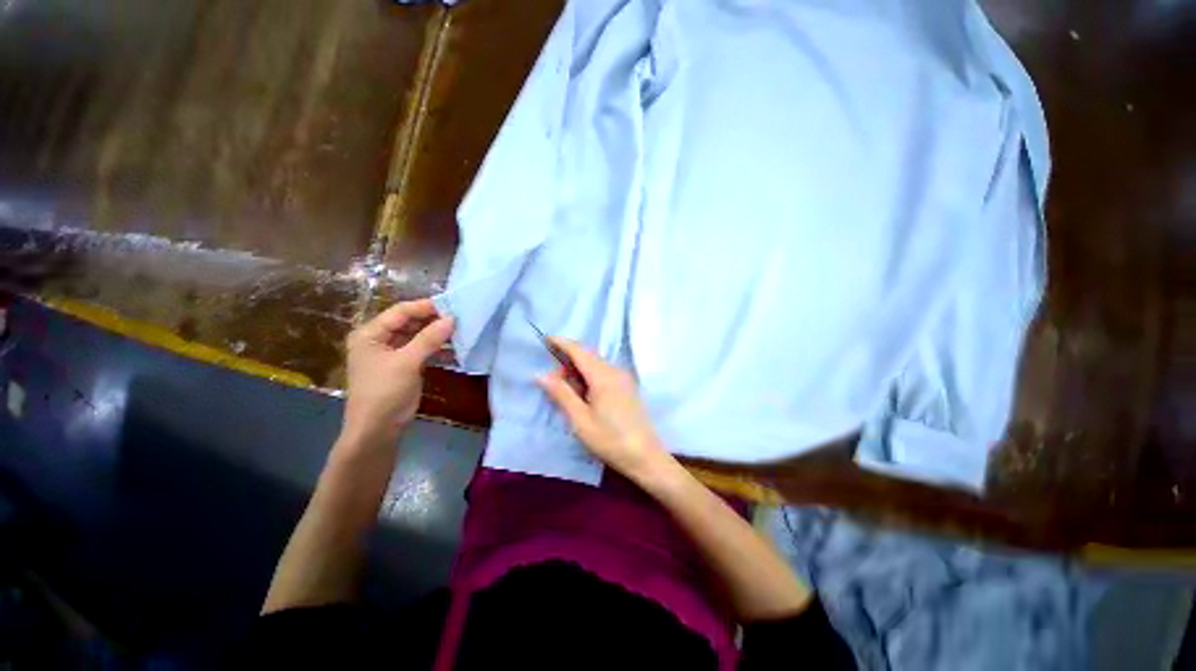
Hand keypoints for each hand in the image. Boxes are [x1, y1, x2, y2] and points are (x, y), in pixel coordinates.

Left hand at [340, 299, 453, 445]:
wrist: (377, 431)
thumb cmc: (385, 392)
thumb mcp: (407, 362)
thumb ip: (429, 338)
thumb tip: (452, 318)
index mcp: (370, 334)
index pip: (400, 312)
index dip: (425, 307)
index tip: (452, 306)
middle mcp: (379, 340)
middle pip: (410, 323)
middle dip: (434, 321)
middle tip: (461, 318)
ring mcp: (392, 354)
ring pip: (418, 337)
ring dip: (438, 335)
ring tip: (462, 332)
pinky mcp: (403, 367)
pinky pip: (422, 351)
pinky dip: (437, 350)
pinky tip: (456, 350)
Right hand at [538, 338, 672, 480]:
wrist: (645, 457)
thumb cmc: (610, 440)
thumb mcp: (580, 420)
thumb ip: (561, 394)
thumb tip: (541, 374)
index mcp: (603, 376)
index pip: (579, 351)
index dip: (562, 343)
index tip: (546, 339)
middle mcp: (615, 371)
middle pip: (588, 356)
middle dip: (568, 360)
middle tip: (551, 378)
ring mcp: (624, 378)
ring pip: (596, 364)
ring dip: (578, 369)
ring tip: (564, 388)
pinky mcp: (627, 387)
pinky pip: (604, 372)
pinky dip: (589, 376)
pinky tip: (582, 392)